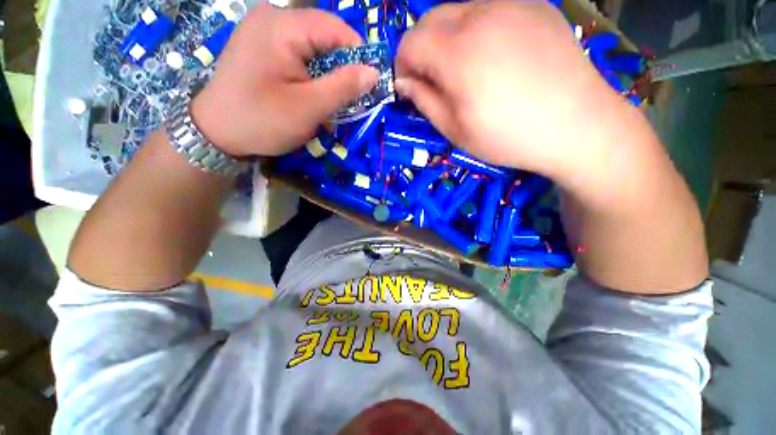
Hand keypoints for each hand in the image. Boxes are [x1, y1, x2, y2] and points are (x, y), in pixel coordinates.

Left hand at [191, 5, 378, 156]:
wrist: (216, 133)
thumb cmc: (262, 121)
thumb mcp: (309, 107)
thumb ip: (344, 87)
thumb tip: (374, 73)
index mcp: (282, 26)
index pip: (336, 29)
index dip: (359, 56)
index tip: (370, 85)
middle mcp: (272, 19)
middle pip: (324, 38)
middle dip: (342, 70)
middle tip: (349, 100)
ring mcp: (264, 32)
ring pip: (313, 49)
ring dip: (327, 77)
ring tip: (329, 103)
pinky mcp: (262, 48)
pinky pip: (298, 56)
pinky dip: (311, 77)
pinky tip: (310, 97)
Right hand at [395, 1, 636, 178]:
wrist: (577, 125)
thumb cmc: (508, 137)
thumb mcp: (455, 130)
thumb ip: (424, 101)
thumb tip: (404, 83)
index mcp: (457, 53)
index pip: (410, 43)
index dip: (402, 66)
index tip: (408, 87)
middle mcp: (481, 16)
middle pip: (430, 19)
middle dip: (421, 48)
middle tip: (432, 79)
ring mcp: (511, 5)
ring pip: (458, 12)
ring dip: (447, 39)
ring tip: (463, 70)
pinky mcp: (534, 7)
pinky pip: (490, 11)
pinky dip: (477, 30)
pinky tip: (493, 57)